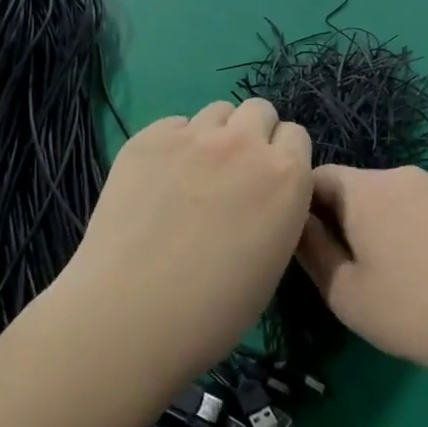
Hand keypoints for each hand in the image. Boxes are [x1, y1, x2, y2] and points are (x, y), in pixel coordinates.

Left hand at [58, 100, 311, 381]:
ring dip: (216, 135)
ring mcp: (194, 137)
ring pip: (218, 112)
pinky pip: (174, 125)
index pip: (297, 136)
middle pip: (260, 110)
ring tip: (195, 173)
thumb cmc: (213, 311)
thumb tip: (261, 196)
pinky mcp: (148, 139)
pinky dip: (174, 144)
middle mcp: (245, 144)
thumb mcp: (273, 260)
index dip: (284, 158)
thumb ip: (278, 210)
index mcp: (287, 176)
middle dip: (254, 134)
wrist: (130, 316)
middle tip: (235, 172)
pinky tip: (159, 180)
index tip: (268, 183)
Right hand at [296, 165, 427, 390]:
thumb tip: (298, 223)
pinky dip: (418, 225)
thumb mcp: (345, 292)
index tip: (308, 243)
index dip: (304, 206)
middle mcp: (403, 174)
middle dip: (345, 216)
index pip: (318, 177)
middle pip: (358, 186)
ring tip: (395, 269)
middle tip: (350, 264)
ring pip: (395, 196)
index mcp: (366, 190)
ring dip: (384, 220)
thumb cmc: (411, 312)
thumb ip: (312, 250)